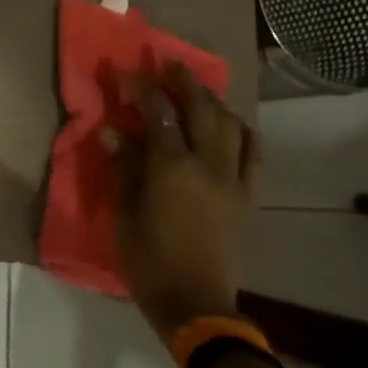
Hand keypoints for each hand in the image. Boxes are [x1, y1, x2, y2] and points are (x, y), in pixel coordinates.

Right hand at [109, 61, 259, 351]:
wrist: (196, 303)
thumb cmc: (148, 261)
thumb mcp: (124, 214)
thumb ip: (123, 168)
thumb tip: (114, 132)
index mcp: (172, 168)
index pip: (158, 113)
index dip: (141, 88)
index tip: (124, 73)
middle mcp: (208, 164)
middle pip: (201, 108)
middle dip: (184, 80)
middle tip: (168, 63)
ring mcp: (233, 179)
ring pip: (231, 124)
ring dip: (213, 100)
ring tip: (198, 90)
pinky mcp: (248, 196)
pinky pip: (253, 153)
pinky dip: (242, 130)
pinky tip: (232, 124)